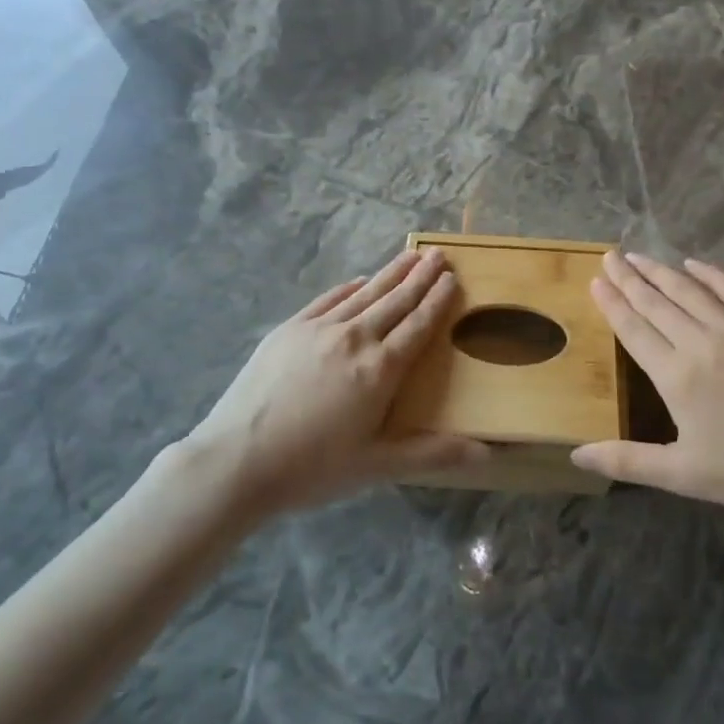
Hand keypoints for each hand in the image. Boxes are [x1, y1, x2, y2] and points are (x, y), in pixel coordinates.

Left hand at [179, 248, 485, 514]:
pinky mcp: (289, 330)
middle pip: (395, 301)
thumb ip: (432, 453)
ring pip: (364, 294)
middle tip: (439, 255)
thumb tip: (487, 453)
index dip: (437, 300)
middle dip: (420, 277)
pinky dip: (349, 287)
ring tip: (410, 256)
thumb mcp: (377, 466)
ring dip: (390, 274)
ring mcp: (319, 329)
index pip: (418, 325)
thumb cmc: (312, 468)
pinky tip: (359, 280)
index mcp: (381, 369)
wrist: (236, 460)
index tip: (451, 278)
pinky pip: (328, 299)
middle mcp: (355, 338)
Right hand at [571, 252, 723, 518]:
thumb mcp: (681, 474)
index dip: (612, 303)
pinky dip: (710, 273)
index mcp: (676, 376)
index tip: (595, 280)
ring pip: (689, 290)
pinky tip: (693, 263)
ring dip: (660, 271)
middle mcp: (701, 342)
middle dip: (629, 278)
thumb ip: (626, 460)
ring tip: (638, 256)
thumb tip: (576, 455)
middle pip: (656, 302)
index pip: (634, 329)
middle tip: (609, 256)